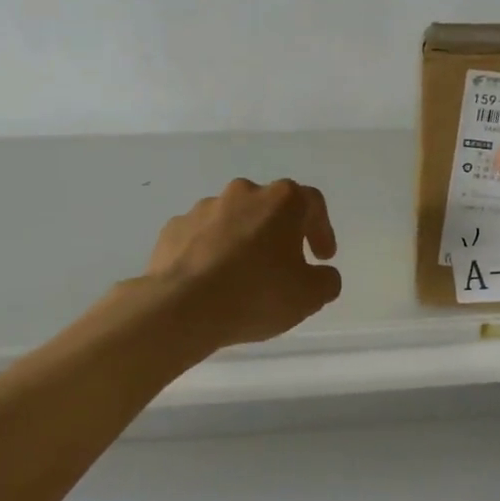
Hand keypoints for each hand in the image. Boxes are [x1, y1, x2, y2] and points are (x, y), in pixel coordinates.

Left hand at [146, 178, 342, 348]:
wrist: (181, 307)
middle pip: (270, 207)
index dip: (322, 230)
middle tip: (284, 266)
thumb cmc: (256, 294)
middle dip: (280, 234)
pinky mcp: (174, 228)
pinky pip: (201, 236)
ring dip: (243, 241)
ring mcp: (203, 208)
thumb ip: (326, 280)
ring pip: (233, 220)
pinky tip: (211, 281)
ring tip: (242, 277)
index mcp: (281, 201)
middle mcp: (243, 193)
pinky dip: (210, 252)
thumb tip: (322, 274)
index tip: (321, 258)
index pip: (312, 203)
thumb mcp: (309, 296)